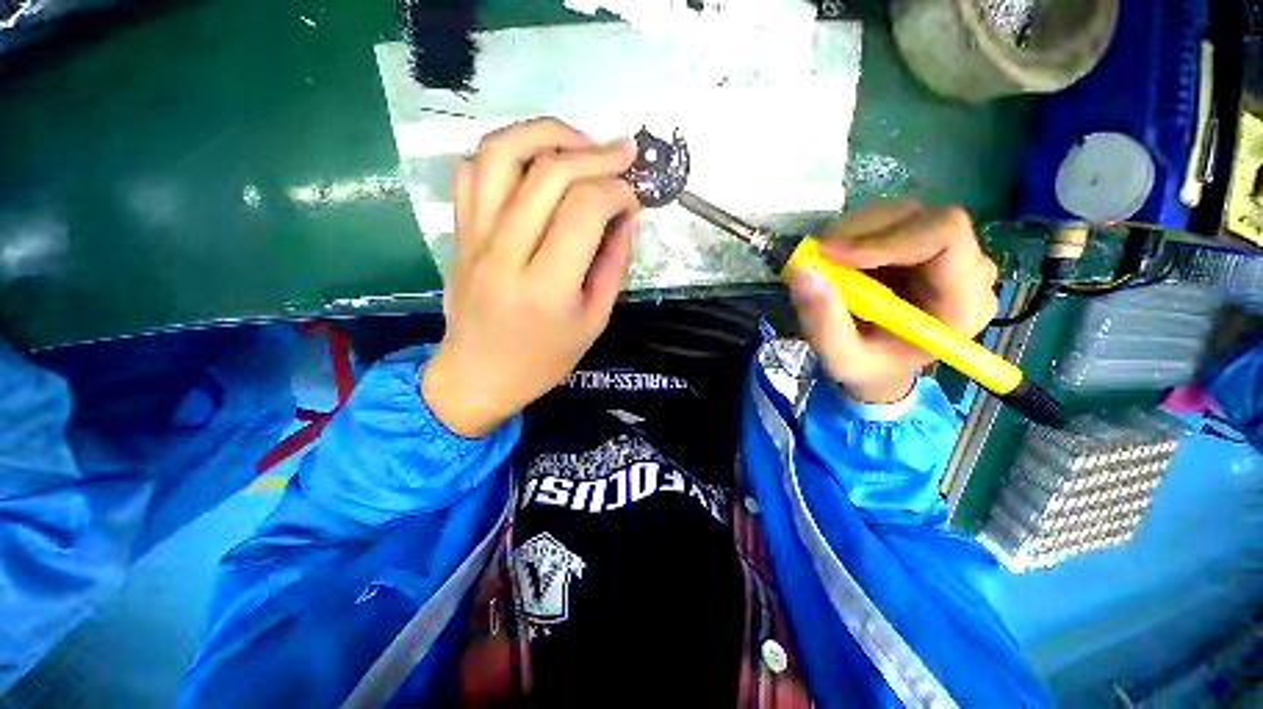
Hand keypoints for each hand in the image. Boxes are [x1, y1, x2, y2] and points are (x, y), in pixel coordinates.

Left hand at [421, 118, 639, 436]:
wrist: (478, 375)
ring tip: (580, 143)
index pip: (585, 209)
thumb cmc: (544, 359)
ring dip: (548, 134)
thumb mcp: (594, 320)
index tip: (634, 200)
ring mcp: (475, 236)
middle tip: (624, 154)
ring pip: (502, 152)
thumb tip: (624, 217)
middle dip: (596, 154)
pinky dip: (507, 151)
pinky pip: (474, 169)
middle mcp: (506, 251)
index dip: (618, 192)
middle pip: (549, 173)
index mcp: (547, 285)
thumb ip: (612, 264)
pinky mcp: (459, 231)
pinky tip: (534, 163)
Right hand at [787, 200, 998, 403]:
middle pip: (922, 219)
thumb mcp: (841, 359)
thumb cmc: (868, 368)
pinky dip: (852, 232)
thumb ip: (823, 322)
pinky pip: (888, 219)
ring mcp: (947, 252)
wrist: (880, 365)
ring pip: (901, 213)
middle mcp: (967, 269)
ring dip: (852, 231)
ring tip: (822, 261)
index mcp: (962, 303)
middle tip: (815, 256)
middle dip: (860, 233)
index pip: (946, 236)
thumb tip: (801, 270)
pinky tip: (837, 258)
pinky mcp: (922, 243)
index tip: (831, 255)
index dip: (886, 238)